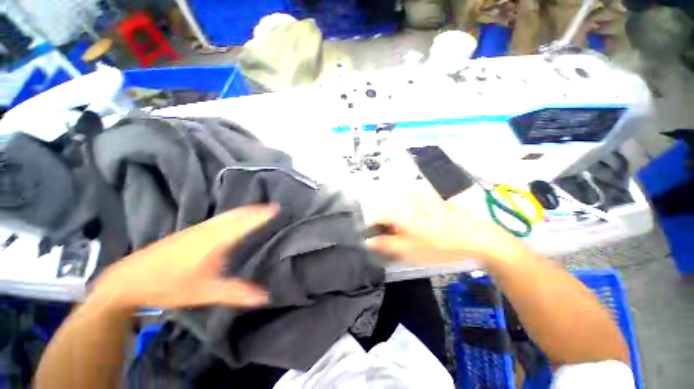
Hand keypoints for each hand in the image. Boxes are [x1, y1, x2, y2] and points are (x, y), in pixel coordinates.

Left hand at [93, 205, 277, 310]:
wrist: (129, 278)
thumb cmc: (169, 285)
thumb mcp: (205, 292)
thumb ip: (236, 293)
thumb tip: (266, 296)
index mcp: (217, 240)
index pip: (246, 223)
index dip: (262, 215)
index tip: (277, 208)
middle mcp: (210, 229)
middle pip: (238, 214)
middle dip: (257, 209)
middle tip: (273, 207)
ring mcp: (199, 228)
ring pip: (228, 214)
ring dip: (246, 210)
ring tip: (259, 210)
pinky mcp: (191, 231)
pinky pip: (220, 218)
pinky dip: (234, 215)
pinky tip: (234, 220)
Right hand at [367, 195, 522, 264]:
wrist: (477, 237)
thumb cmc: (440, 246)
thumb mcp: (409, 250)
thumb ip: (385, 244)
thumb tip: (367, 241)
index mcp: (399, 211)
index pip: (375, 216)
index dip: (370, 228)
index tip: (372, 239)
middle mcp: (405, 199)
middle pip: (384, 210)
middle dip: (383, 224)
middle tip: (390, 239)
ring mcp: (417, 197)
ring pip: (396, 206)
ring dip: (394, 219)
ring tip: (403, 234)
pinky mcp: (427, 199)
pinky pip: (407, 205)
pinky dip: (405, 215)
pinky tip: (415, 226)